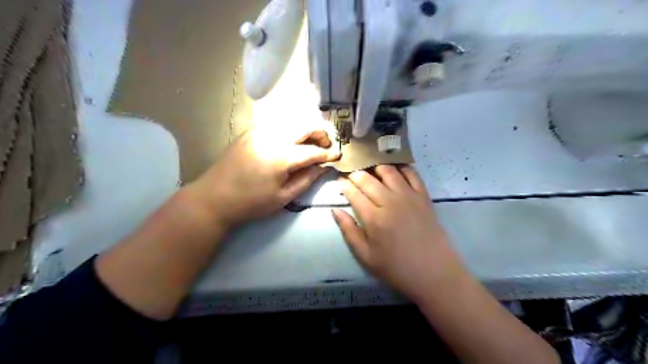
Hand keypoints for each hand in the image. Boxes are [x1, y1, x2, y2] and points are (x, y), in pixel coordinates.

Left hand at [186, 125, 339, 227]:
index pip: (312, 151)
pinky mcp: (251, 131)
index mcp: (281, 156)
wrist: (214, 197)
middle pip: (304, 125)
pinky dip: (290, 130)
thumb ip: (306, 179)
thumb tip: (323, 167)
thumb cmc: (251, 202)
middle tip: (326, 146)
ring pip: (291, 121)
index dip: (328, 153)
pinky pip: (277, 124)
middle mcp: (272, 136)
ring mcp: (259, 131)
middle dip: (320, 133)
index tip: (338, 156)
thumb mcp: (283, 197)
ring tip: (311, 144)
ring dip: (306, 129)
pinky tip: (291, 143)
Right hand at [334, 165, 466, 300]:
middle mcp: (390, 201)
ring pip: (388, 171)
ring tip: (369, 168)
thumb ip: (349, 231)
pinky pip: (411, 174)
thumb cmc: (396, 268)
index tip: (339, 179)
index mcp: (373, 217)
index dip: (344, 184)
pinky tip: (394, 168)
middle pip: (368, 179)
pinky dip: (401, 167)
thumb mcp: (366, 256)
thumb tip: (335, 210)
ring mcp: (409, 196)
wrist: (434, 272)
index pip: (354, 192)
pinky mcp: (424, 196)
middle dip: (356, 173)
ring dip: (376, 166)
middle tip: (350, 173)